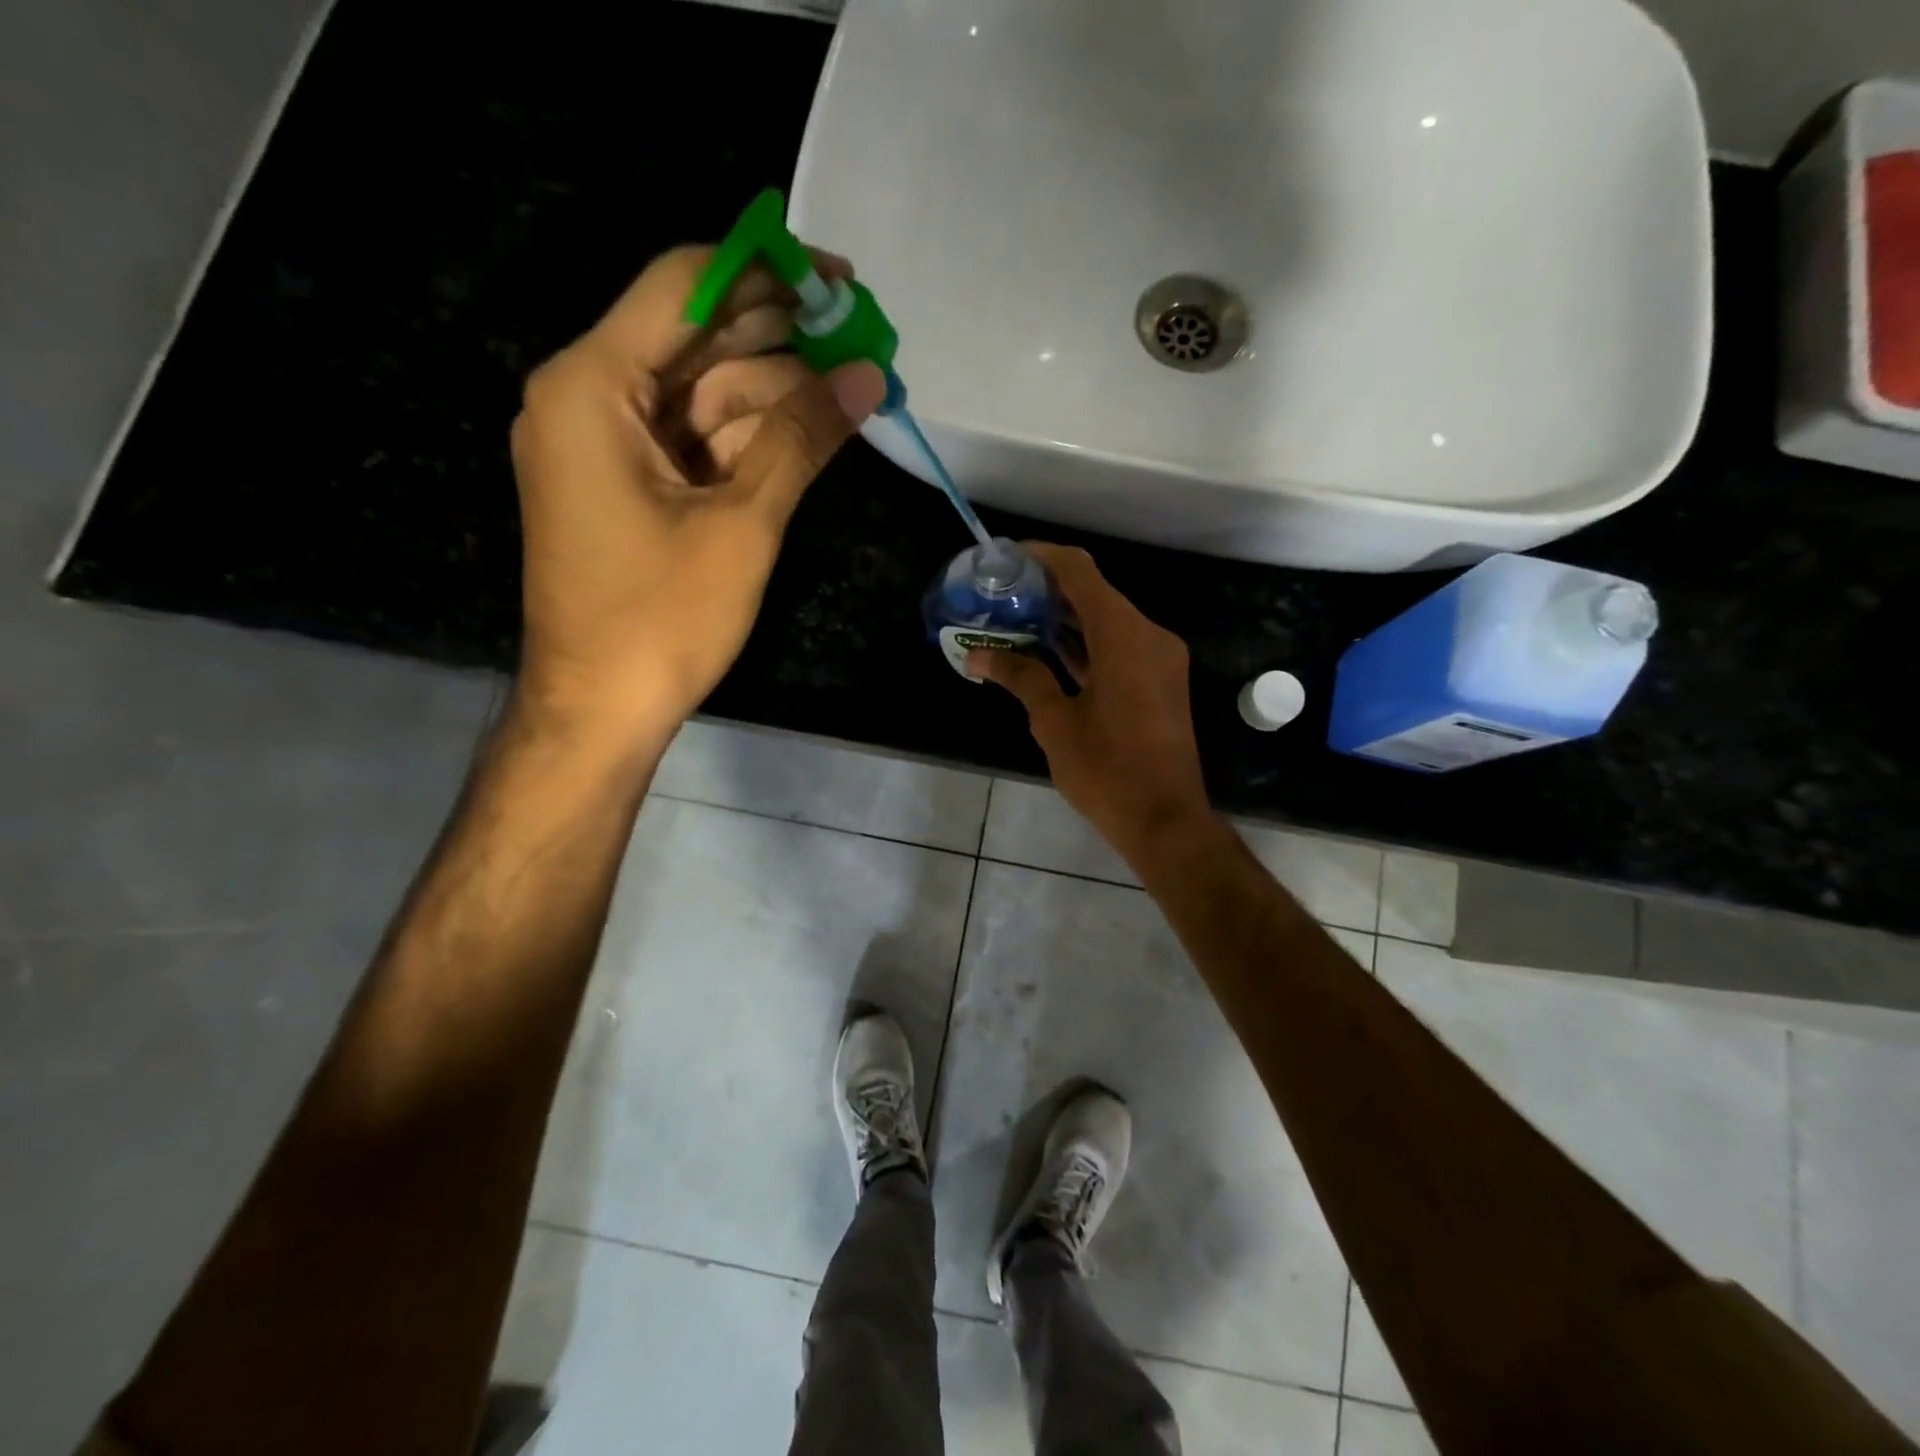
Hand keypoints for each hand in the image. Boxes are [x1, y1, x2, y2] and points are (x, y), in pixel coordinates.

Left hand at [509, 244, 886, 753]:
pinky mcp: (627, 488)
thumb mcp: (742, 522)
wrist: (600, 710)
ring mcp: (606, 447)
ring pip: (703, 396)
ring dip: (776, 395)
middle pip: (696, 341)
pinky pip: (695, 443)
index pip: (684, 286)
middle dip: (782, 340)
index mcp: (593, 386)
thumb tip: (868, 377)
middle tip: (861, 339)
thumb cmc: (662, 618)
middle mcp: (588, 399)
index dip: (766, 273)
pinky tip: (810, 433)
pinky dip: (749, 440)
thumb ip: (802, 439)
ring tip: (854, 389)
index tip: (836, 280)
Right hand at [968, 544, 1213, 867]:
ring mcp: (1160, 659)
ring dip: (1066, 620)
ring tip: (1016, 622)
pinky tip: (1049, 653)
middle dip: (1048, 591)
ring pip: (1108, 621)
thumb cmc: (1107, 770)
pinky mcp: (1161, 682)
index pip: (1080, 572)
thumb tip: (979, 657)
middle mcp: (1149, 636)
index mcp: (1124, 636)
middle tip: (1002, 597)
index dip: (1042, 557)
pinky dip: (1086, 644)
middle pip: (1095, 594)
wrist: (1166, 820)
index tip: (1006, 557)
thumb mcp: (1055, 722)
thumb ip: (1021, 678)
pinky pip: (1120, 647)